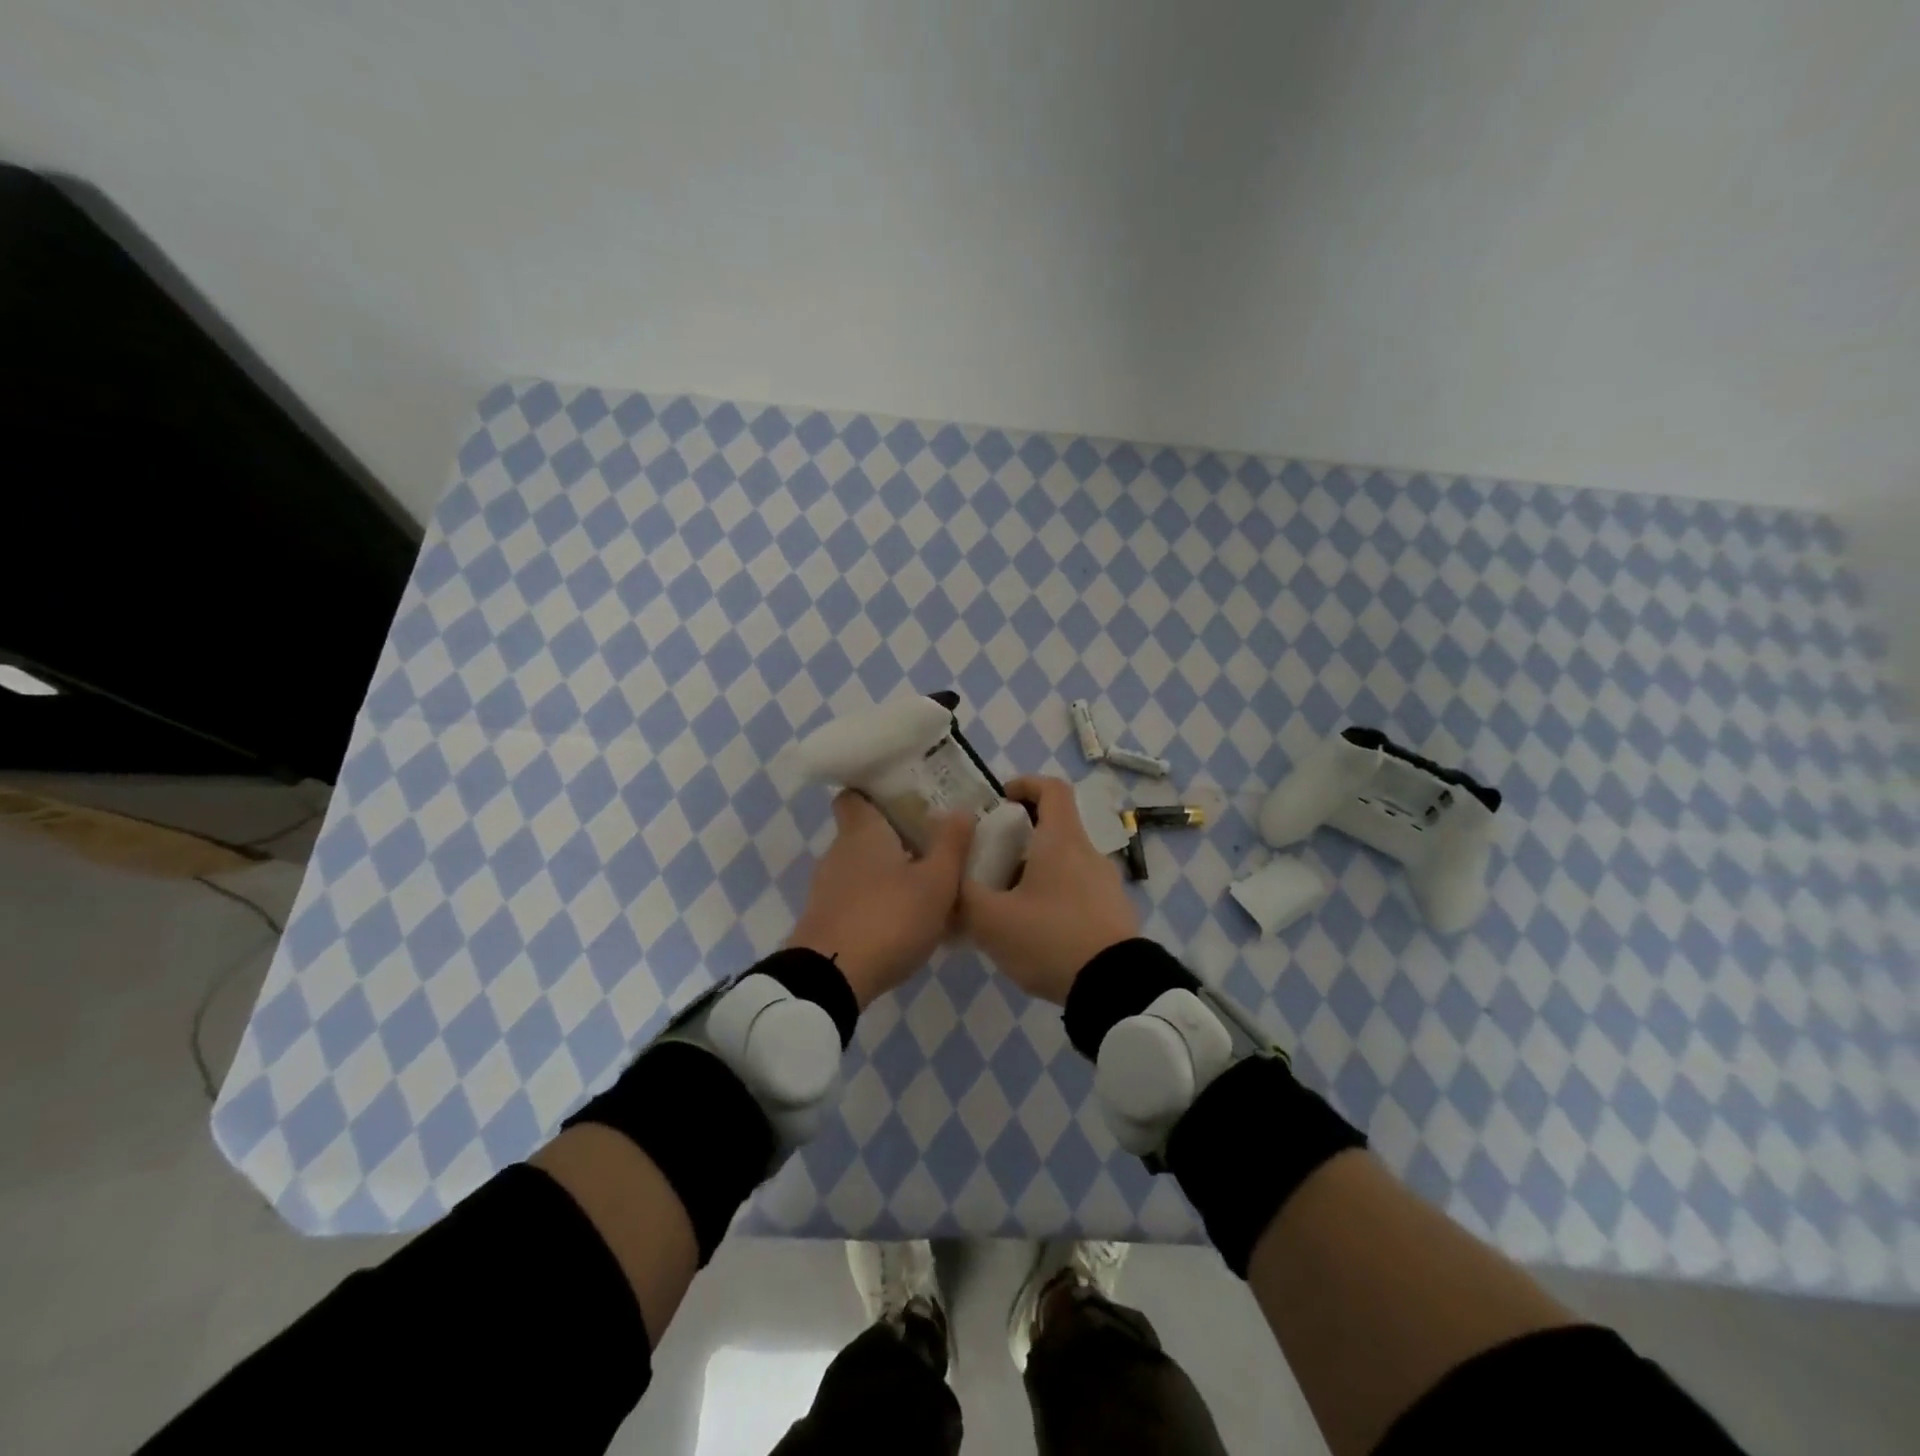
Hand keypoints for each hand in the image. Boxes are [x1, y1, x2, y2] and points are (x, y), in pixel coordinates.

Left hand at [786, 791, 973, 1008]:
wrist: (831, 979)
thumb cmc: (889, 918)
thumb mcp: (936, 883)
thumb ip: (951, 845)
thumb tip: (961, 809)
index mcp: (862, 831)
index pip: (855, 796)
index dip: (876, 793)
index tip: (907, 799)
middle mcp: (838, 852)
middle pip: (864, 833)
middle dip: (895, 837)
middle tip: (933, 845)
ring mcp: (826, 888)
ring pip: (862, 869)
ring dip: (888, 874)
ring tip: (925, 887)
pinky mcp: (824, 920)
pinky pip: (856, 899)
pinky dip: (877, 903)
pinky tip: (904, 922)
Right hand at [959, 775, 1139, 1003]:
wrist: (1115, 988)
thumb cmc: (1050, 939)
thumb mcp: (991, 920)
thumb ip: (961, 895)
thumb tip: (946, 876)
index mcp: (1062, 841)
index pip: (1052, 788)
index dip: (1025, 784)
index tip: (1001, 798)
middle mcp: (1089, 854)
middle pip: (1055, 828)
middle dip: (1020, 838)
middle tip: (990, 862)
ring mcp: (1107, 884)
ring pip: (1065, 862)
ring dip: (1036, 871)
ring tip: (1007, 904)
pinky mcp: (1114, 913)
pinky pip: (1078, 891)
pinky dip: (1054, 897)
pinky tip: (1035, 931)